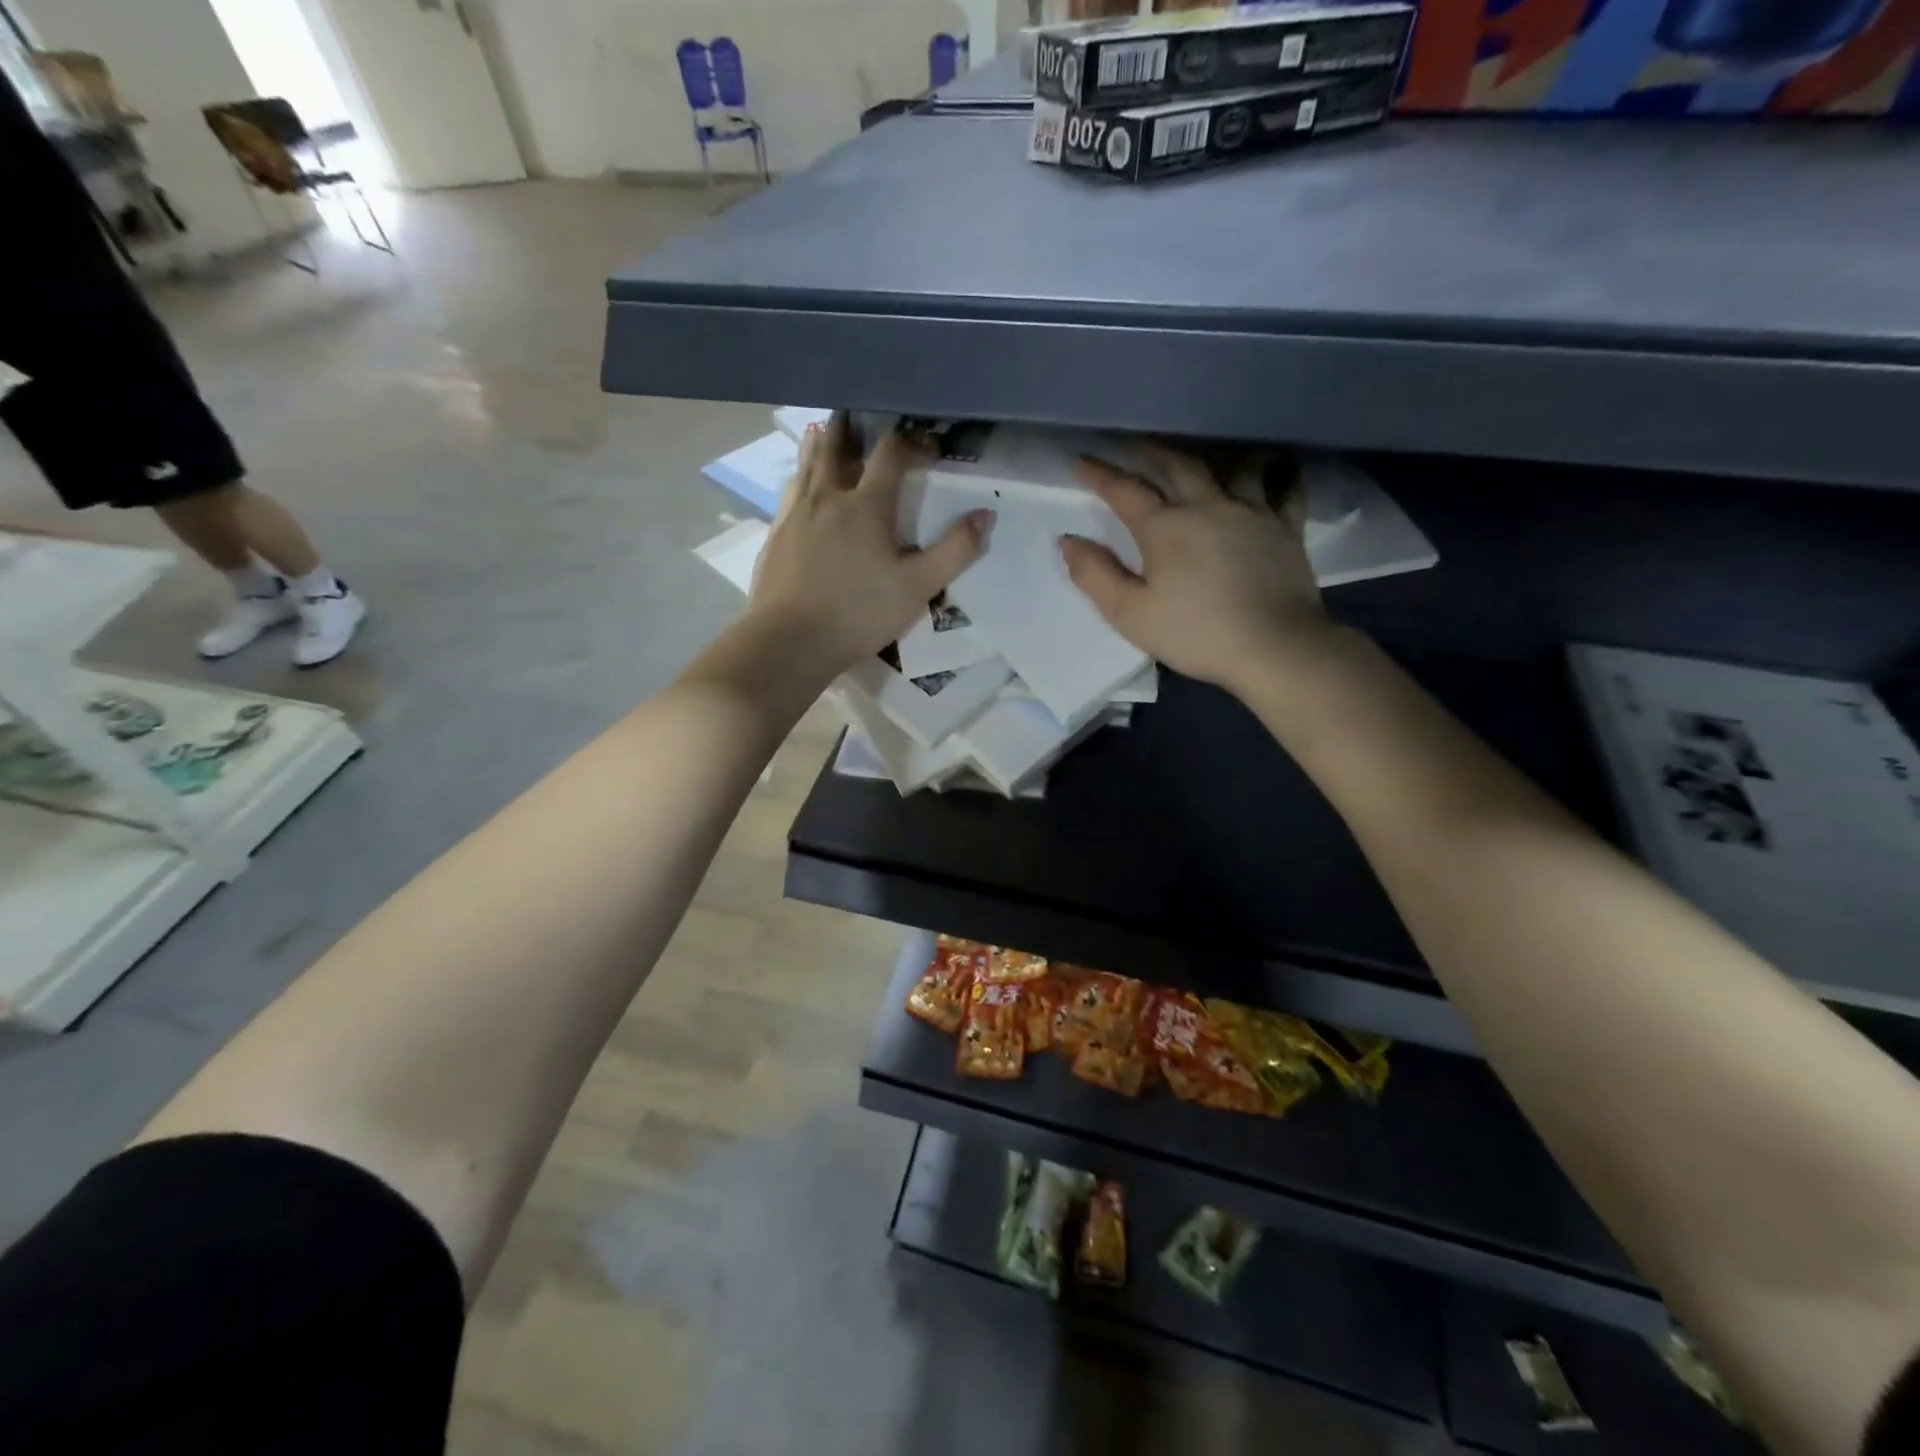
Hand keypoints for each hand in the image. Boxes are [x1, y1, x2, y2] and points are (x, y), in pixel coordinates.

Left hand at [748, 415, 989, 675]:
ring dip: (821, 444)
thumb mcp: (918, 587)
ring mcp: (796, 513)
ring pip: (808, 464)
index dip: (913, 443)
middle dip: (853, 428)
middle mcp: (828, 496)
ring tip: (824, 431)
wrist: (790, 640)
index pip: (891, 454)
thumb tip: (985, 515)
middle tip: (859, 412)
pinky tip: (800, 484)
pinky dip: (800, 476)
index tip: (929, 449)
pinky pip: (790, 491)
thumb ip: (955, 550)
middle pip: (838, 447)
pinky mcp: (775, 534)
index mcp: (867, 504)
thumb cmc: (860, 613)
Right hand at [1062, 443, 1331, 694]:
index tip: (1080, 460)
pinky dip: (1278, 474)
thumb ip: (1095, 575)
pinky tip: (1276, 470)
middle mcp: (1207, 506)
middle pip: (1177, 465)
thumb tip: (1069, 541)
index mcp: (1164, 527)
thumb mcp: (1130, 614)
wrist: (1273, 646)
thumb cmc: (1195, 633)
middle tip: (1137, 445)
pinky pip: (1285, 488)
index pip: (1124, 491)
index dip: (1099, 474)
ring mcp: (1252, 512)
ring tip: (1203, 455)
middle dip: (1152, 451)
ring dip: (1212, 456)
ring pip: (1231, 466)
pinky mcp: (1286, 528)